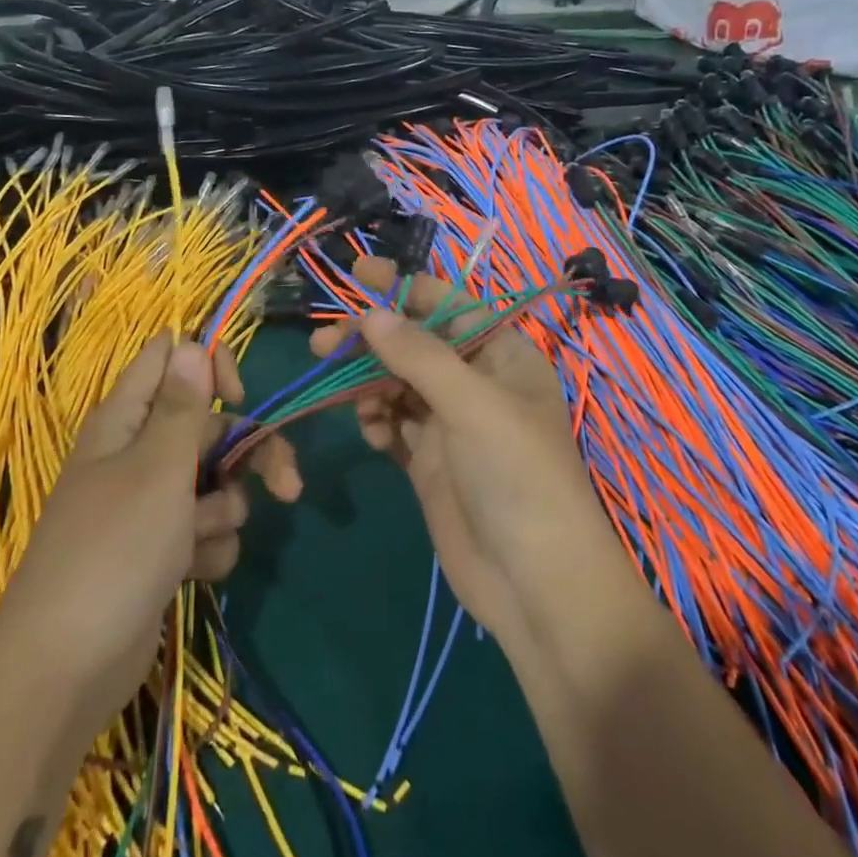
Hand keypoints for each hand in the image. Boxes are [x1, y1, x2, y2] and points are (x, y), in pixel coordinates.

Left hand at [1, 335, 299, 737]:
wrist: (66, 671)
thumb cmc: (114, 552)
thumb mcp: (157, 470)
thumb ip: (183, 406)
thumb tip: (191, 343)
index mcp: (126, 419)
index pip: (171, 359)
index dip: (209, 366)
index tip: (239, 398)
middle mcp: (137, 454)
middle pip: (210, 427)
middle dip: (249, 454)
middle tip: (287, 485)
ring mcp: (148, 505)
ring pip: (214, 482)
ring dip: (223, 511)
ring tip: (199, 542)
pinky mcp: (159, 550)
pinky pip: (204, 529)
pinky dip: (208, 548)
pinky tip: (192, 573)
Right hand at [309, 257, 608, 642]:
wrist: (534, 584)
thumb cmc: (517, 477)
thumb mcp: (473, 405)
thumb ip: (419, 356)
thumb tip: (371, 313)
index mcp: (502, 355)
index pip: (449, 304)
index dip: (404, 286)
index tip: (357, 272)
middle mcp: (475, 382)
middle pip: (414, 344)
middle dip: (372, 340)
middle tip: (323, 344)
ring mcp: (450, 424)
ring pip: (397, 383)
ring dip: (368, 383)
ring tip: (347, 398)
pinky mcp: (429, 461)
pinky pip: (393, 424)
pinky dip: (377, 421)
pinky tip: (372, 433)